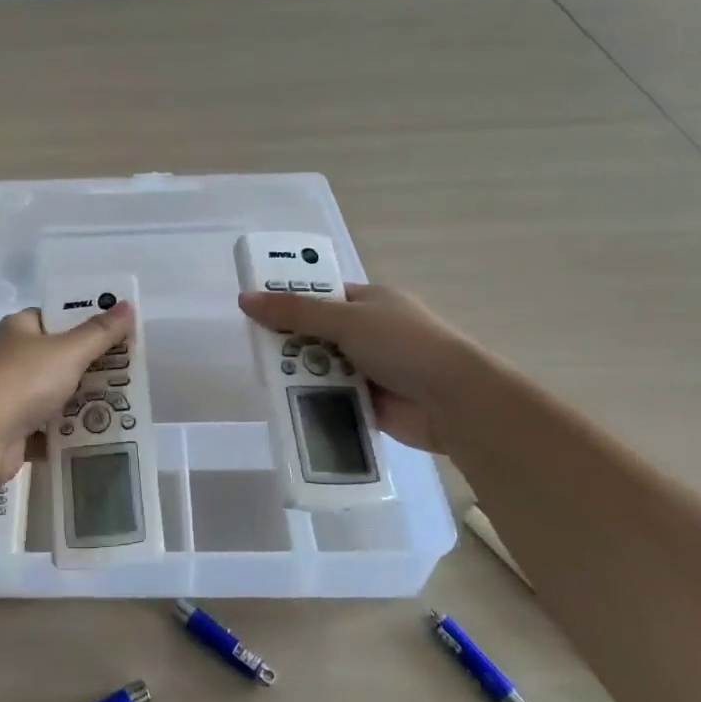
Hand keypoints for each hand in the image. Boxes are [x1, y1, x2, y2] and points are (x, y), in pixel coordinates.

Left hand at [0, 303, 135, 473]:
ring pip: (56, 394)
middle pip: (60, 357)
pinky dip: (69, 431)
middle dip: (92, 366)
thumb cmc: (22, 381)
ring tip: (124, 405)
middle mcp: (12, 358)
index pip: (57, 317)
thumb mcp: (68, 351)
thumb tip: (128, 305)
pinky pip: (49, 428)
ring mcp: (10, 395)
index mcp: (20, 329)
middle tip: (131, 372)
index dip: (88, 321)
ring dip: (83, 400)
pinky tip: (99, 434)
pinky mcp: (13, 430)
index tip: (121, 332)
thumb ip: (100, 332)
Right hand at [237, 283, 478, 453]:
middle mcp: (369, 333)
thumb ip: (295, 312)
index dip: (290, 301)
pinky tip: (285, 405)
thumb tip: (245, 299)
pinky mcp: (369, 403)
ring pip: (321, 367)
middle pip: (317, 334)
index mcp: (370, 302)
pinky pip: (331, 398)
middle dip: (289, 342)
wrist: (455, 402)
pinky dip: (313, 400)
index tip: (256, 311)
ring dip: (299, 373)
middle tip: (255, 350)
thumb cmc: (404, 345)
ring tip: (265, 380)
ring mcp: (370, 369)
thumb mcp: (346, 320)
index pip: (322, 296)